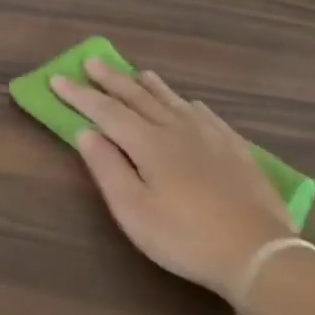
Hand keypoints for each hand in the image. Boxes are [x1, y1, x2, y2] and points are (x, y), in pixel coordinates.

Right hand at [51, 61, 293, 306]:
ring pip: (173, 101)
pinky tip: (190, 104)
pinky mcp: (236, 150)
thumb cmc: (183, 235)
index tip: (56, 79)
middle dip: (111, 80)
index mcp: (148, 144)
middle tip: (92, 61)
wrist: (258, 253)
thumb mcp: (132, 209)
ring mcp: (211, 137)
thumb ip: (107, 167)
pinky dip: (189, 105)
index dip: (79, 95)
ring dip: (150, 86)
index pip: (105, 111)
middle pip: (138, 98)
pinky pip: (207, 115)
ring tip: (137, 72)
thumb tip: (85, 132)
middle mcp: (177, 130)